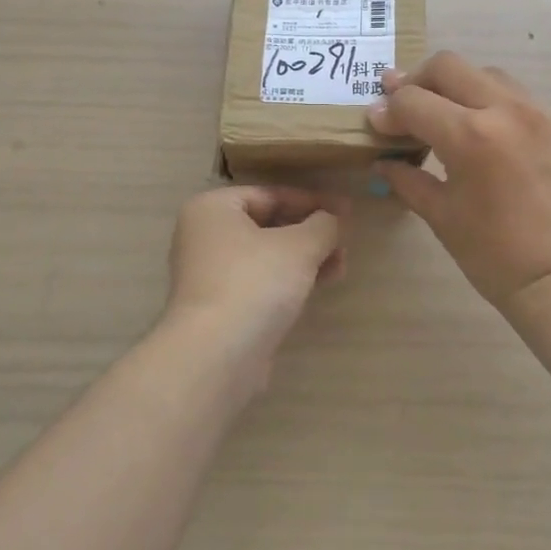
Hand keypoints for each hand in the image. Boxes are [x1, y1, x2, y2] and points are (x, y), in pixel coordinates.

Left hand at [164, 185, 347, 384]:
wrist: (217, 355)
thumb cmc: (254, 283)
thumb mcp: (299, 246)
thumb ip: (323, 225)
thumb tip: (334, 219)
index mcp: (212, 209)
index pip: (270, 194)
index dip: (312, 201)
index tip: (346, 210)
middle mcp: (204, 237)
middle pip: (268, 225)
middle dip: (310, 233)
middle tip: (345, 241)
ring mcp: (209, 275)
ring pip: (266, 256)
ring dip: (305, 258)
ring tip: (341, 265)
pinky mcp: (220, 307)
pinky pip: (260, 282)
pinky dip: (289, 280)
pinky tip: (320, 285)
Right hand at [367, 51, 550, 308]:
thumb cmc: (493, 255)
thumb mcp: (440, 215)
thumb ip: (407, 179)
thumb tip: (382, 160)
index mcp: (470, 136)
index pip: (413, 100)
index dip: (387, 110)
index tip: (377, 123)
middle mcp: (507, 110)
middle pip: (449, 66)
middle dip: (418, 80)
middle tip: (404, 104)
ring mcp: (542, 114)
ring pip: (488, 75)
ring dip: (459, 87)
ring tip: (447, 114)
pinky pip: (521, 101)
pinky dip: (495, 107)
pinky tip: (489, 137)